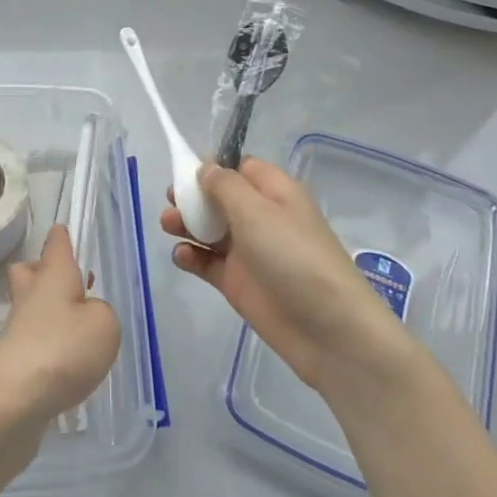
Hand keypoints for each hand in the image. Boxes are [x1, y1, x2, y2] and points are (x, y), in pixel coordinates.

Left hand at [0, 225, 121, 426]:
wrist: (14, 400)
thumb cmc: (64, 349)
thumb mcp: (104, 325)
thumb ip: (101, 312)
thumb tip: (86, 313)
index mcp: (53, 275)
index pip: (56, 245)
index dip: (62, 238)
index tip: (62, 232)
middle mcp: (31, 295)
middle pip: (29, 272)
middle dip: (43, 272)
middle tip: (70, 285)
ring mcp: (17, 328)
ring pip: (29, 306)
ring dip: (48, 312)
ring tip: (78, 330)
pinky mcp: (13, 360)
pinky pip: (31, 340)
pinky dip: (46, 344)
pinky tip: (66, 363)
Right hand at [163, 158, 410, 392]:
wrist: (328, 330)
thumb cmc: (294, 257)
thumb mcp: (257, 211)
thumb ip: (224, 186)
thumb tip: (206, 168)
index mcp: (275, 193)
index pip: (242, 168)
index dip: (214, 167)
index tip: (185, 171)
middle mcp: (262, 218)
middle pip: (220, 198)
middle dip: (193, 196)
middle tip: (172, 199)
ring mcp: (249, 252)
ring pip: (209, 230)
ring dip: (186, 224)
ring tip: (168, 226)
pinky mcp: (238, 282)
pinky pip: (207, 262)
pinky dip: (191, 257)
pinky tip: (181, 256)